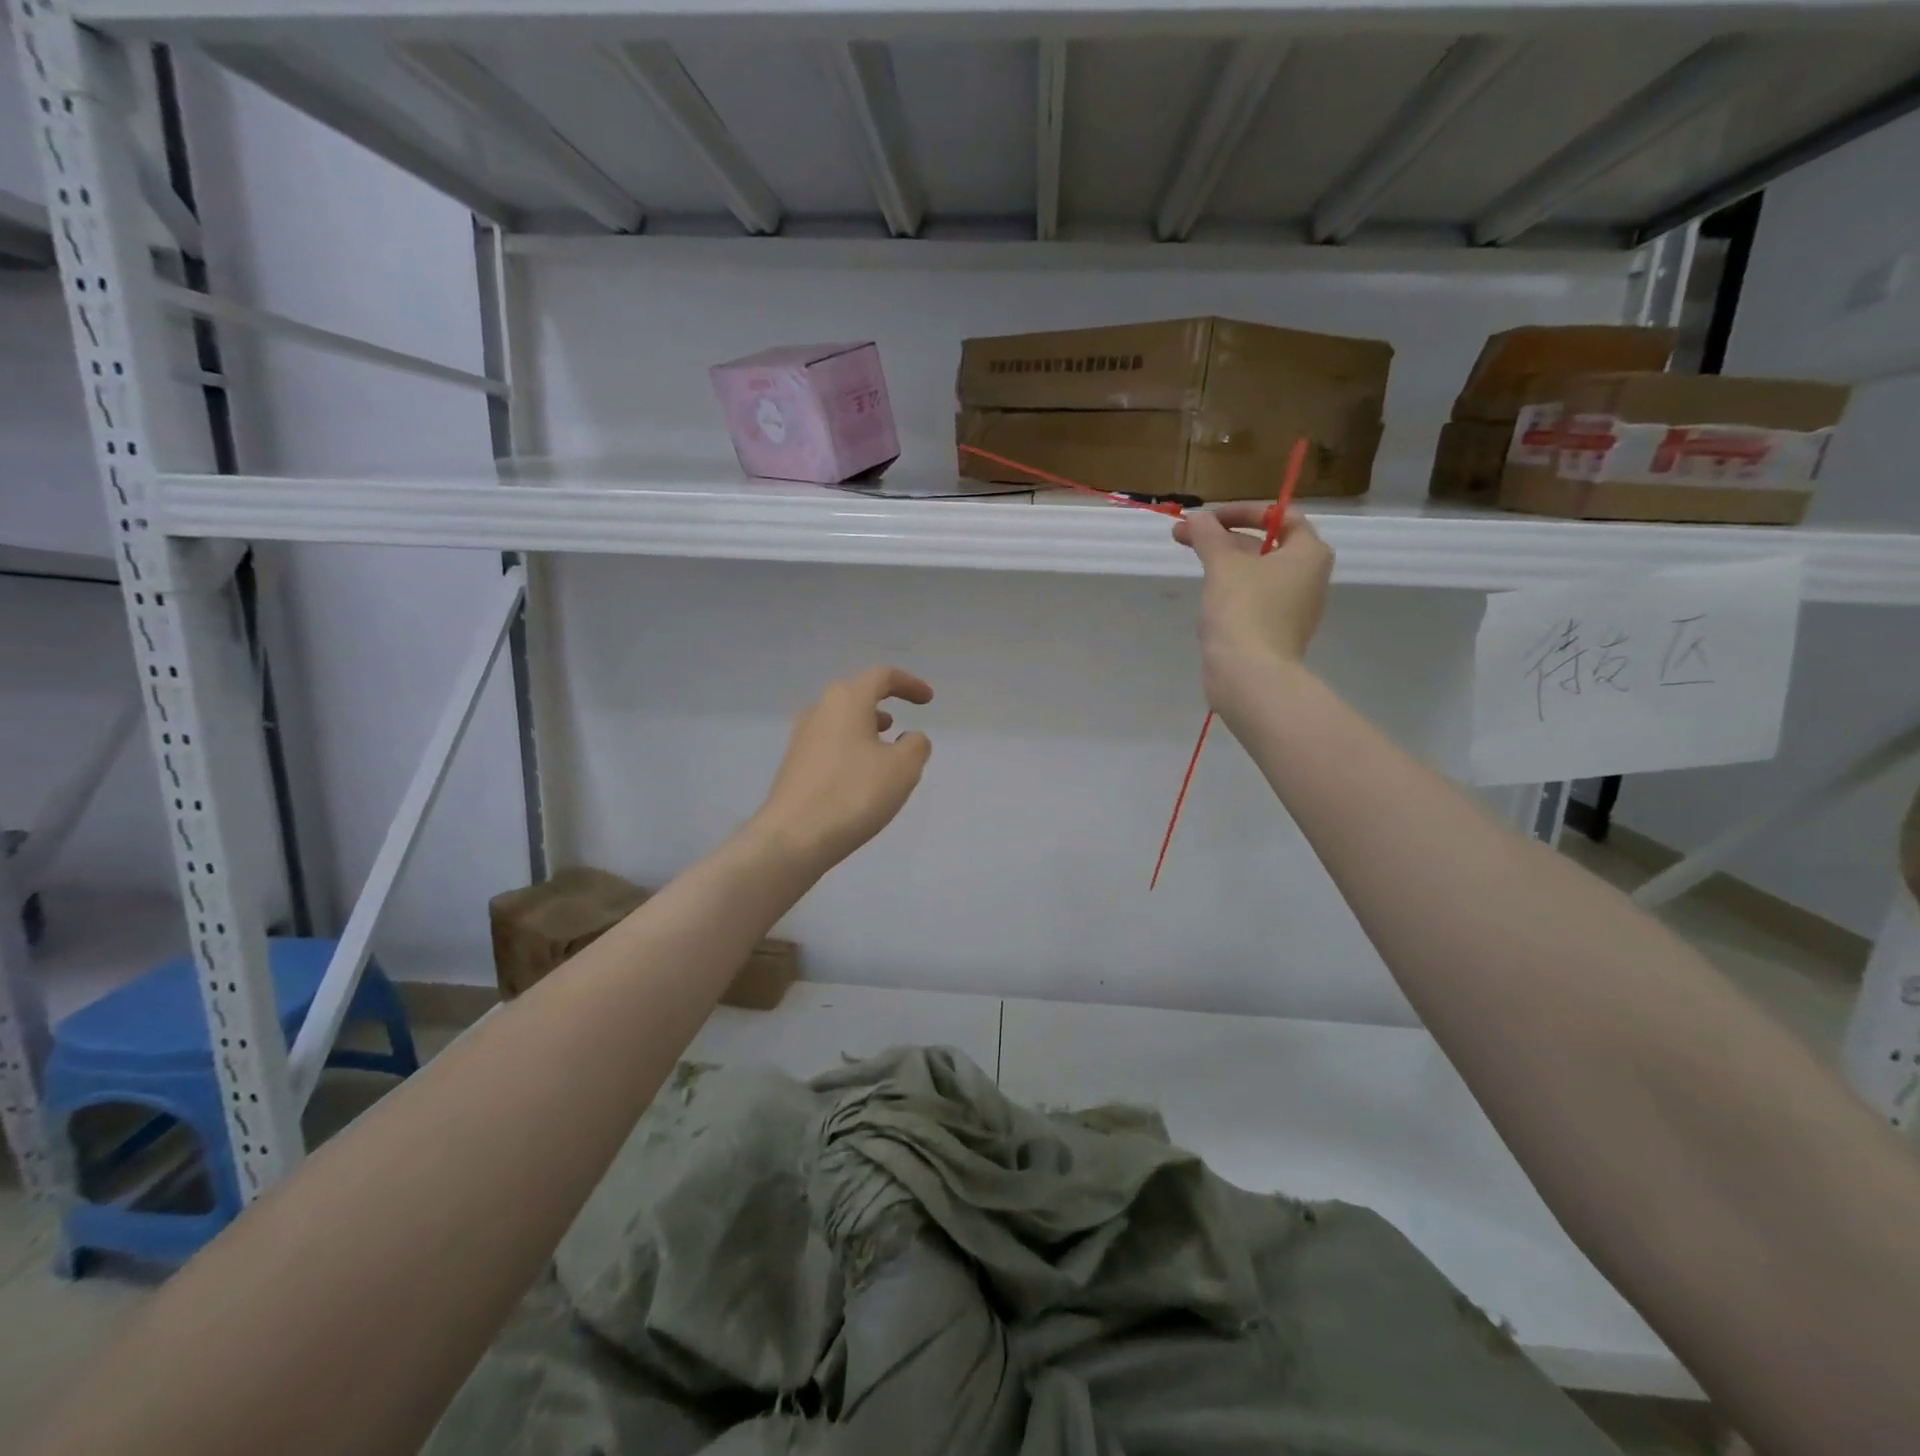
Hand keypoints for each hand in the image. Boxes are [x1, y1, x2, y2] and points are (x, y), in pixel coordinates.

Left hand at [751, 666, 933, 873]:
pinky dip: (849, 748)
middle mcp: (819, 710)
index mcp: (847, 700)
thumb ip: (916, 745)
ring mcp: (801, 738)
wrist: (793, 837)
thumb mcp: (903, 768)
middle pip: (855, 695)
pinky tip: (859, 774)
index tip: (927, 700)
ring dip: (864, 727)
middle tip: (901, 723)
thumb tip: (910, 738)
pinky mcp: (793, 765)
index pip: (882, 676)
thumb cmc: (854, 793)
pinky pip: (828, 744)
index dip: (909, 684)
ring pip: (840, 720)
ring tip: (883, 748)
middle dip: (882, 704)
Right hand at [1172, 506, 1332, 708]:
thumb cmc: (1244, 610)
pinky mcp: (1276, 633)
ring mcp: (1294, 609)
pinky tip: (1207, 598)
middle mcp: (1309, 578)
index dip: (1244, 511)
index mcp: (1309, 553)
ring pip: (1257, 574)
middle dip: (1224, 538)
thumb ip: (1209, 536)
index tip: (1210, 519)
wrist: (1250, 676)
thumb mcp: (1222, 564)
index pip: (1282, 516)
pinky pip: (1254, 601)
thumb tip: (1197, 517)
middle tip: (1184, 536)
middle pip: (1266, 545)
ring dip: (1225, 563)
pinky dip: (1232, 591)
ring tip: (1192, 562)